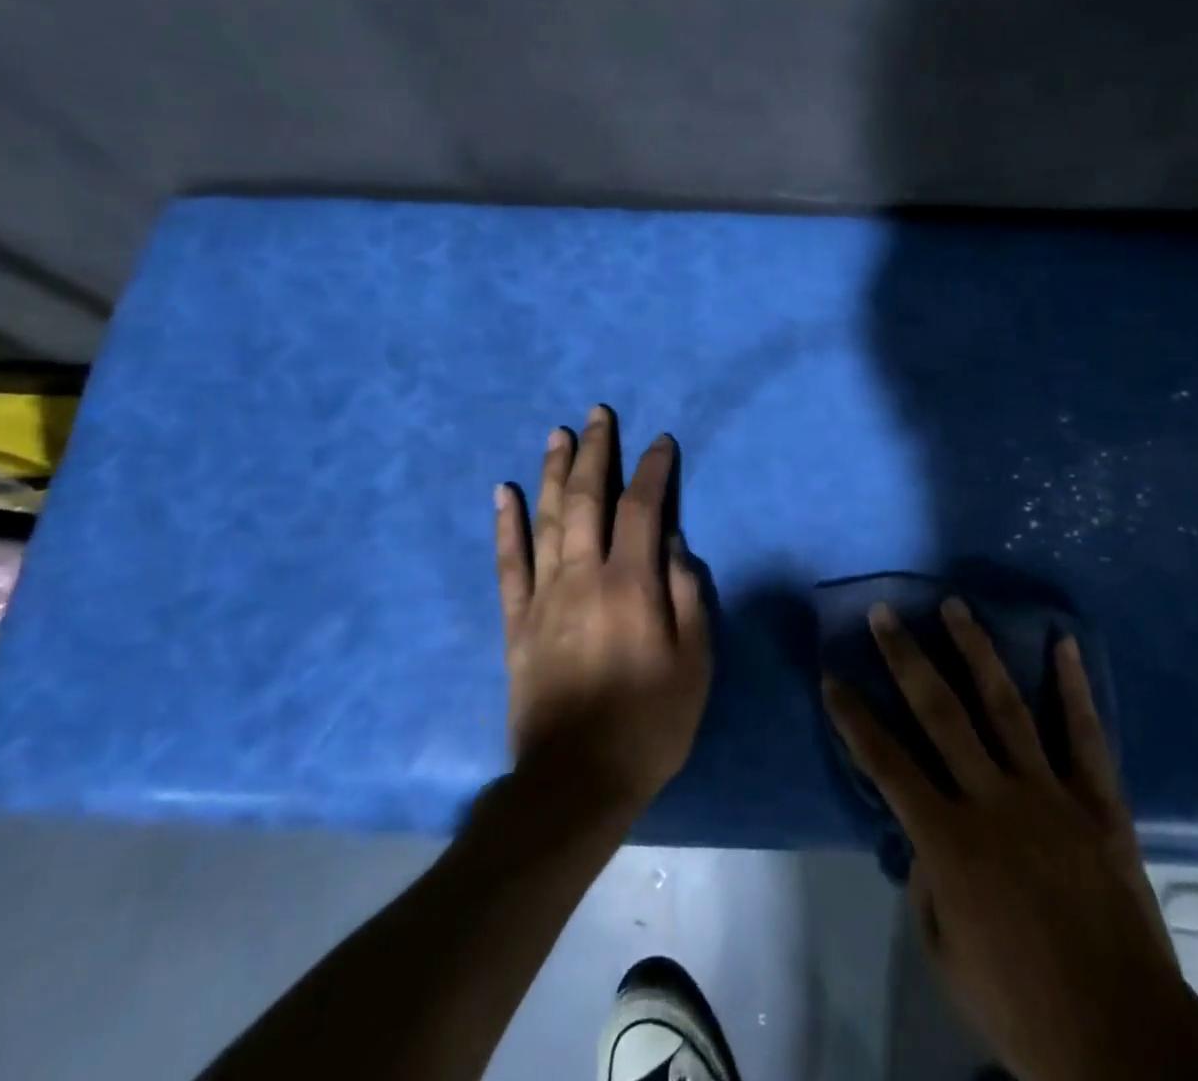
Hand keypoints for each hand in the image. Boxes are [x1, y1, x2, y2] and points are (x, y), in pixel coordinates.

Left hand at [494, 406, 709, 817]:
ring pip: (546, 519)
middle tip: (598, 414)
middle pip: (587, 500)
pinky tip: (503, 492)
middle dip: (596, 453)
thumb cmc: (650, 723)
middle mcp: (583, 577)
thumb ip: (687, 595)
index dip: (654, 470)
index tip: (661, 442)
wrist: (574, 783)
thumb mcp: (695, 663)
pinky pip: (507, 563)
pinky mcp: (515, 622)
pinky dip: (505, 524)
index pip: (643, 509)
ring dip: (552, 472)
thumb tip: (674, 542)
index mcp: (631, 585)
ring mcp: (543, 597)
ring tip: (558, 434)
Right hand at [823, 600, 1197, 1080]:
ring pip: (1004, 705)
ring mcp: (1049, 794)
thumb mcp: (946, 956)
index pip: (886, 764)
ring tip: (954, 606)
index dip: (853, 719)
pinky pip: (1084, 734)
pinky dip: (1073, 687)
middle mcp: (994, 800)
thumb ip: (925, 884)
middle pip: (940, 713)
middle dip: (906, 658)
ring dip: (975, 650)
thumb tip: (920, 833)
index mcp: (950, 842)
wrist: (1124, 1040)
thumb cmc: (1022, 1008)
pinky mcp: (1099, 803)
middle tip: (884, 612)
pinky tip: (1064, 642)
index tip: (831, 677)